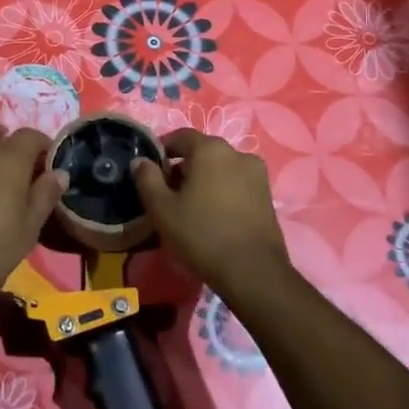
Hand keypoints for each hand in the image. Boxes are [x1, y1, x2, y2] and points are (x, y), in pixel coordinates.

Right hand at [132, 130, 288, 297]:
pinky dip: (222, 191)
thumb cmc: (202, 235)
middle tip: (167, 193)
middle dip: (183, 167)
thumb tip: (141, 161)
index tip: (150, 171)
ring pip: (220, 168)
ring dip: (203, 180)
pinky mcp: (267, 195)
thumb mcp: (162, 209)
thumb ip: (147, 179)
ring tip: (190, 207)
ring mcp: (257, 174)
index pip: (180, 136)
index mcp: (211, 149)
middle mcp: (237, 153)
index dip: (162, 150)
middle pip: (202, 152)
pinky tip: (212, 216)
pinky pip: (236, 184)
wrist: (253, 272)